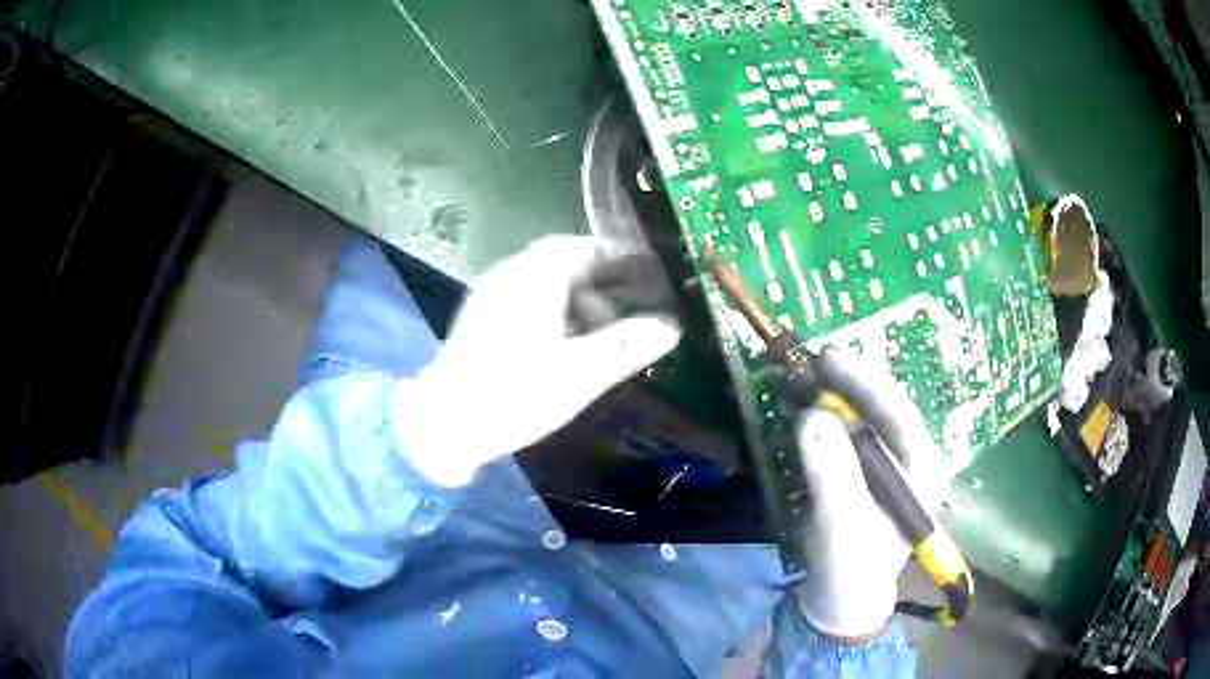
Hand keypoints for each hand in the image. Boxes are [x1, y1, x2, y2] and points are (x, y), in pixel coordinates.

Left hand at [393, 235, 681, 485]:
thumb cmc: (513, 394)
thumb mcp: (578, 373)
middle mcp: (510, 276)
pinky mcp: (481, 321)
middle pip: (563, 264)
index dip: (619, 257)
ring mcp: (490, 297)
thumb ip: (625, 347)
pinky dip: (554, 315)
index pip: (583, 248)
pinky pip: (527, 302)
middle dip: (600, 285)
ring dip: (577, 303)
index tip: (648, 272)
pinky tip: (564, 348)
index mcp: (534, 277)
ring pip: (545, 285)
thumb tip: (670, 328)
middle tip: (628, 312)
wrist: (443, 425)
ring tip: (599, 338)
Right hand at [794, 349, 942, 640]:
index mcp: (921, 469)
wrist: (838, 603)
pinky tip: (800, 411)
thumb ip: (832, 471)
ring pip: (861, 419)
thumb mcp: (842, 523)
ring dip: (832, 398)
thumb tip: (811, 415)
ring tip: (801, 379)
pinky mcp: (860, 475)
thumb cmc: (851, 568)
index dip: (865, 381)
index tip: (829, 356)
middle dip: (847, 384)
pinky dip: (821, 421)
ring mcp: (884, 467)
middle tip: (810, 361)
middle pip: (881, 409)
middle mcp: (908, 461)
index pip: (899, 412)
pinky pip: (843, 437)